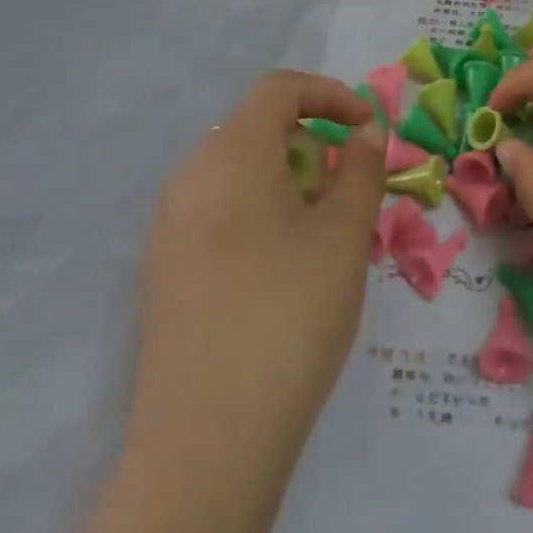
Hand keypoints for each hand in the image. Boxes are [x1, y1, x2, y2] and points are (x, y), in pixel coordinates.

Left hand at [134, 71, 386, 450]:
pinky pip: (220, 214)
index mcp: (230, 154)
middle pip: (259, 131)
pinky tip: (282, 276)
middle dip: (314, 149)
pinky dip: (260, 217)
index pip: (280, 88)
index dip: (331, 95)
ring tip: (323, 241)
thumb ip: (361, 168)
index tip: (369, 130)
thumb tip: (364, 132)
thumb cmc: (289, 315)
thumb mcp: (344, 234)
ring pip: (240, 175)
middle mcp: (189, 177)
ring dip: (290, 186)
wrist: (207, 443)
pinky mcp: (163, 271)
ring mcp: (168, 227)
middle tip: (350, 199)